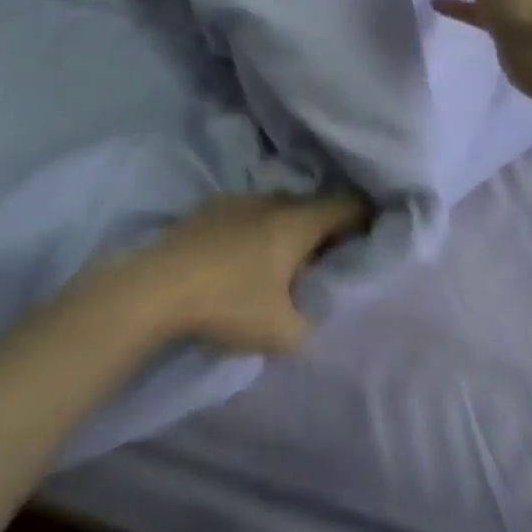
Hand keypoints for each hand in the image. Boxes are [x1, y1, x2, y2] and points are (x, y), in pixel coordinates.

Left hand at [111, 195, 369, 354]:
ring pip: (278, 208)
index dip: (366, 216)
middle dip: (327, 227)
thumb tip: (316, 306)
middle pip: (312, 205)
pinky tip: (248, 257)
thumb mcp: (285, 331)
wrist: (157, 286)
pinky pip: (250, 213)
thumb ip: (314, 318)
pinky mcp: (209, 207)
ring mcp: (236, 199)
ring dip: (290, 228)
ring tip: (287, 262)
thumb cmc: (229, 304)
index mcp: (296, 221)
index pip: (346, 204)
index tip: (374, 234)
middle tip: (331, 258)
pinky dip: (260, 229)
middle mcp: (270, 200)